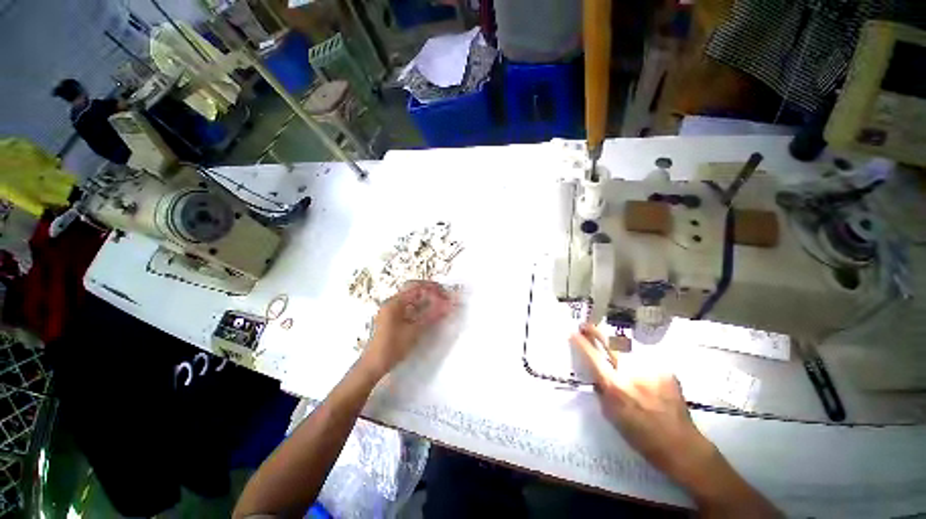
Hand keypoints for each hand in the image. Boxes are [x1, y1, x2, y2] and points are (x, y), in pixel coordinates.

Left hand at [360, 281, 454, 378]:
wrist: (374, 365)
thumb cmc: (393, 346)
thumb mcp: (415, 330)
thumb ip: (432, 315)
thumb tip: (448, 304)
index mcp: (395, 302)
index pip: (417, 287)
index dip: (433, 289)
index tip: (446, 295)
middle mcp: (392, 302)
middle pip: (414, 290)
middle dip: (430, 292)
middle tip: (444, 298)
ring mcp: (391, 310)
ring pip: (412, 299)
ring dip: (426, 300)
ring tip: (439, 306)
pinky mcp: (392, 319)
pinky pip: (408, 307)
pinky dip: (420, 308)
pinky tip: (428, 314)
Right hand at [570, 324, 717, 482]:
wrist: (680, 445)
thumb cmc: (640, 436)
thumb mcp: (611, 415)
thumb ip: (602, 390)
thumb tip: (596, 373)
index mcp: (615, 386)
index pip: (593, 357)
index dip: (581, 343)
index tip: (572, 332)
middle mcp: (631, 372)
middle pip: (609, 342)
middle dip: (594, 331)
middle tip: (585, 325)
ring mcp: (650, 368)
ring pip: (626, 347)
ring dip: (615, 345)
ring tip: (611, 348)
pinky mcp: (665, 369)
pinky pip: (643, 359)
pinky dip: (636, 361)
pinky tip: (640, 371)